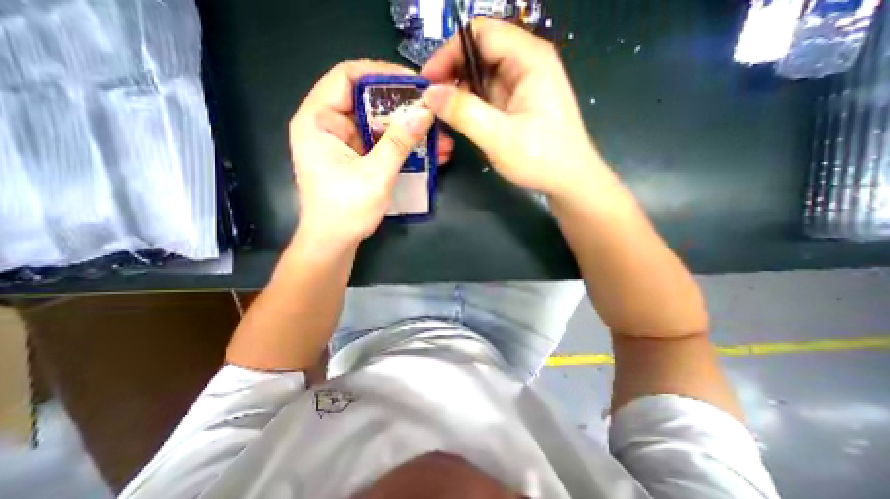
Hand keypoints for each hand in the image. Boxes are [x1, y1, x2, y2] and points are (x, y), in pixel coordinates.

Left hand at [288, 60, 452, 246]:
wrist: (335, 243)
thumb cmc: (346, 210)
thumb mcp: (376, 174)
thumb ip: (399, 141)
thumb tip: (424, 112)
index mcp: (318, 120)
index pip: (347, 77)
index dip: (381, 75)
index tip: (414, 84)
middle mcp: (328, 126)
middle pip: (368, 103)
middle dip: (404, 110)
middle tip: (433, 115)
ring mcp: (344, 144)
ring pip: (380, 127)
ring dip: (409, 132)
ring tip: (440, 139)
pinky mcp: (356, 159)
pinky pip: (382, 145)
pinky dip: (403, 148)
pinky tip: (429, 154)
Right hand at [421, 20, 613, 198]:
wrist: (569, 181)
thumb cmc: (541, 159)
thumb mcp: (499, 137)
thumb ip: (464, 113)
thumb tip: (430, 93)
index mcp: (529, 59)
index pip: (480, 34)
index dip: (449, 53)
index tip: (428, 82)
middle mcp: (526, 65)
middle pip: (479, 54)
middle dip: (451, 75)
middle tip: (431, 102)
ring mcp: (522, 86)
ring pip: (481, 77)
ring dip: (459, 93)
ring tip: (441, 114)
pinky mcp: (517, 105)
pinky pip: (487, 96)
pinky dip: (470, 106)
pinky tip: (459, 120)